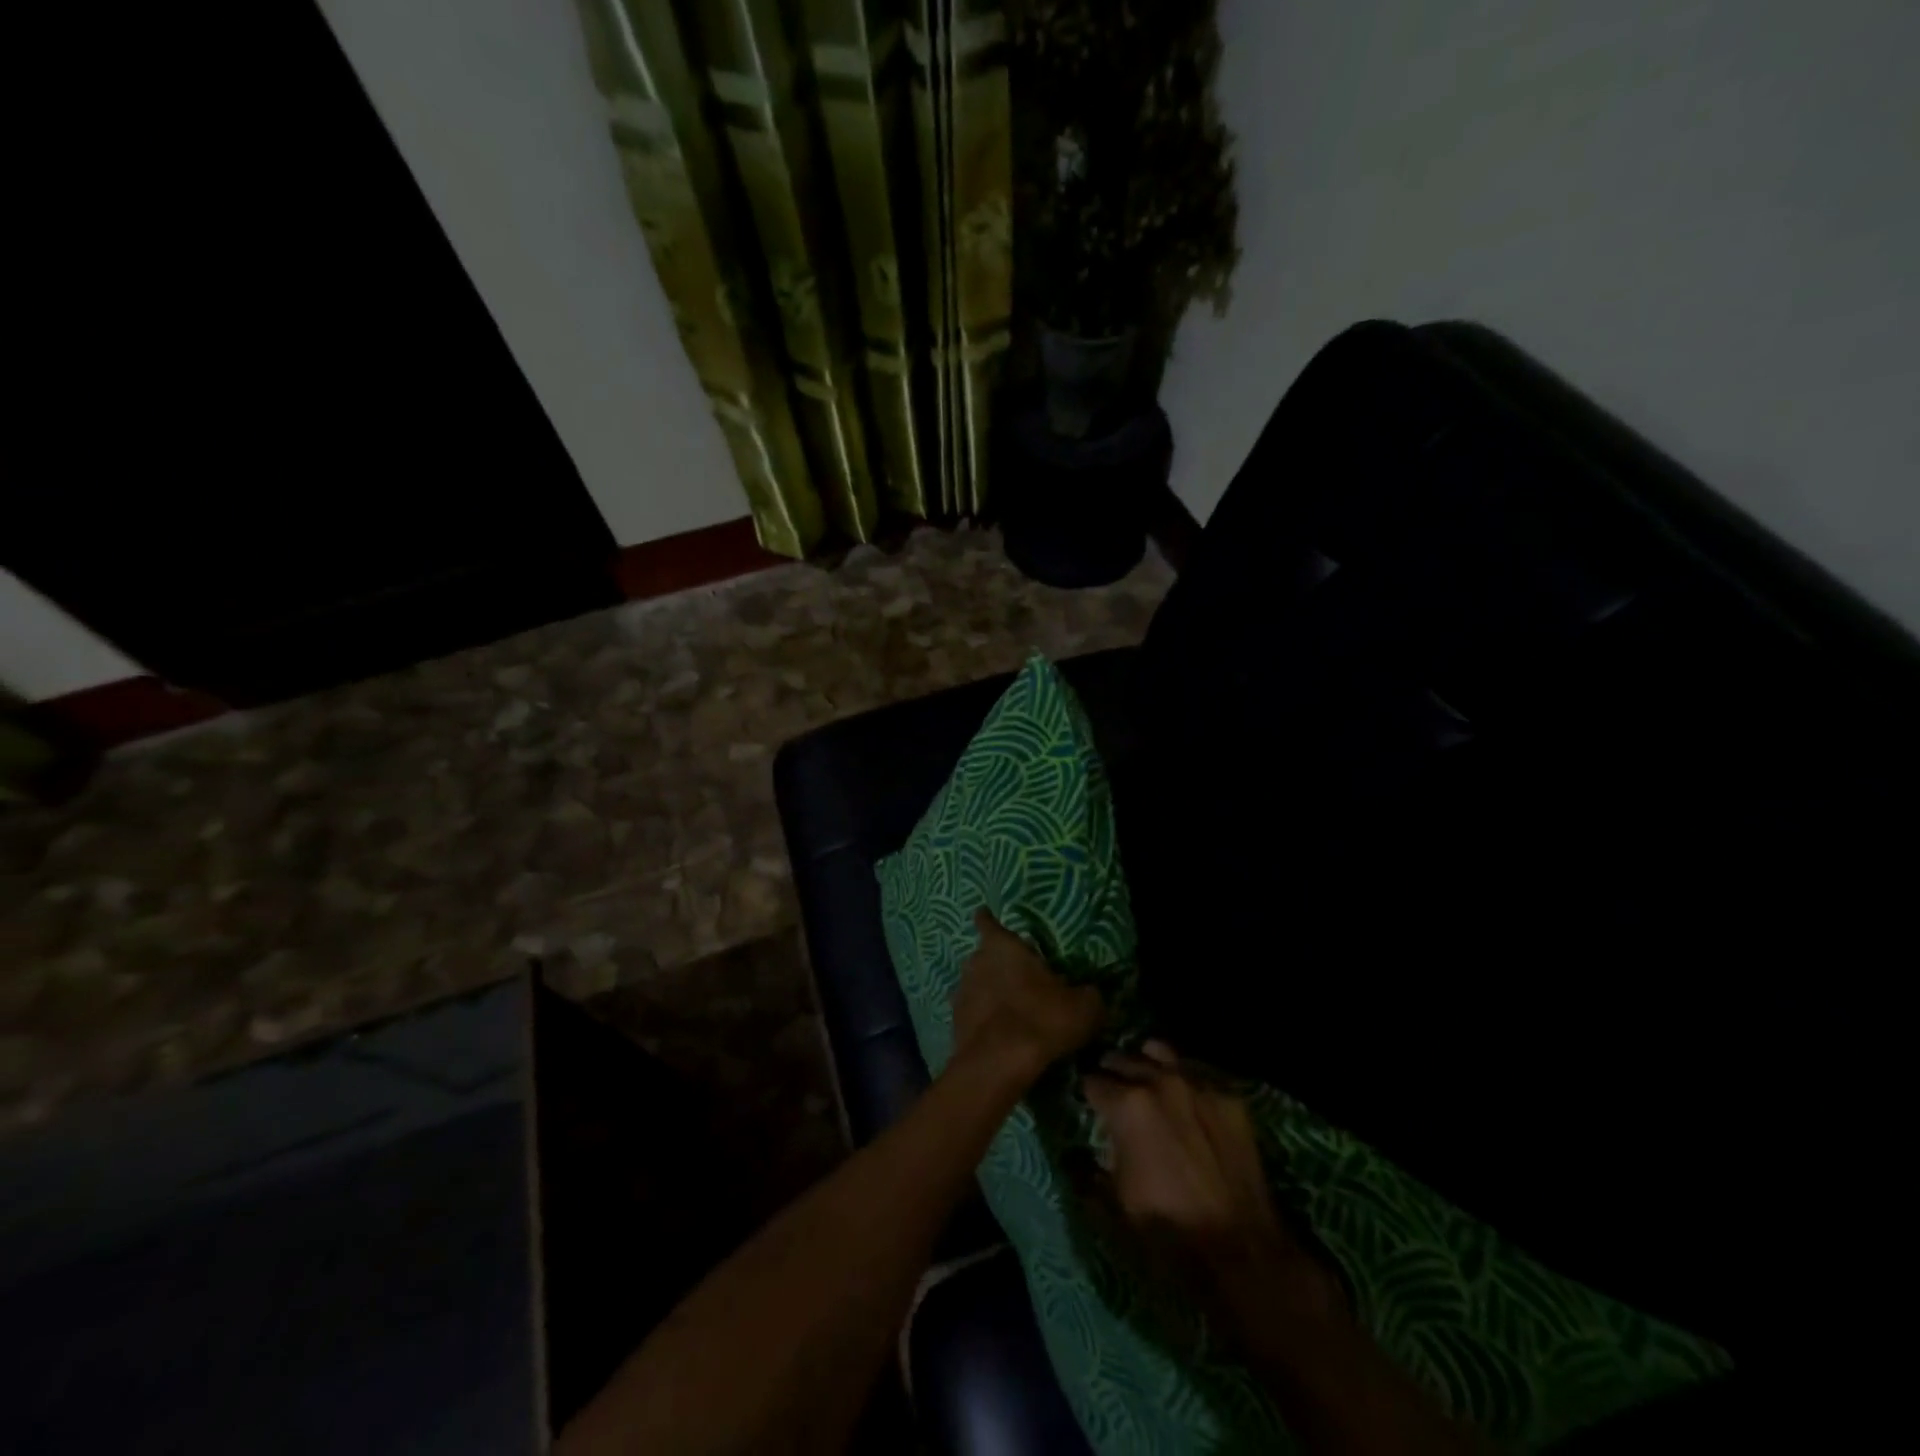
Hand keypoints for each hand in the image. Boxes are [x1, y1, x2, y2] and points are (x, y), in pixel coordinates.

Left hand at [951, 908, 1103, 1087]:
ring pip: (975, 984)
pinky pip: (971, 1013)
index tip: (987, 916)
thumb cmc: (1040, 1020)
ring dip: (989, 992)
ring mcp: (960, 993)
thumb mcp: (1083, 1008)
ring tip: (1010, 1007)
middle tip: (1019, 976)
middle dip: (997, 963)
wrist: (998, 1065)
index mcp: (1002, 947)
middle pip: (983, 955)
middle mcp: (974, 962)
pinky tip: (999, 1033)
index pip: (988, 922)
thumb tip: (1090, 993)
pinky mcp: (954, 1023)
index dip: (988, 919)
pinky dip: (983, 1019)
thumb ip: (1088, 994)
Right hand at [1085, 1041, 1341, 1316]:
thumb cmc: (1167, 1229)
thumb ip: (1087, 1168)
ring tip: (1145, 1083)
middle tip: (1113, 1094)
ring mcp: (1198, 1084)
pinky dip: (1182, 1079)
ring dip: (1146, 1065)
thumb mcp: (1113, 1204)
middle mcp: (1160, 1081)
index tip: (1089, 1105)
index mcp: (1127, 1104)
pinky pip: (1196, 1072)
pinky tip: (1184, 1102)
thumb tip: (1074, 1154)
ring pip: (1159, 1052)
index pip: (1092, 1080)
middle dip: (1113, 1074)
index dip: (1087, 1095)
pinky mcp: (1229, 1096)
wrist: (1241, 1250)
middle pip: (1123, 1059)